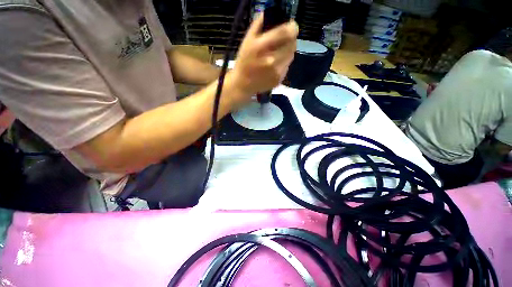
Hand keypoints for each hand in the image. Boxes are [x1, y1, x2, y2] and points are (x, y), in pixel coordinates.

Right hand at [229, 13, 298, 104]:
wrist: (242, 84)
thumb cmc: (243, 61)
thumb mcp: (247, 40)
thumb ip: (259, 24)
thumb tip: (271, 11)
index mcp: (262, 47)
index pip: (285, 33)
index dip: (292, 27)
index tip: (292, 26)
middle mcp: (271, 60)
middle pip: (292, 44)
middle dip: (290, 40)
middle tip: (285, 40)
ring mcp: (276, 72)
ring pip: (291, 56)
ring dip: (288, 51)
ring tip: (279, 53)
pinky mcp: (278, 80)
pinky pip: (287, 67)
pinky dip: (284, 63)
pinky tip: (275, 65)